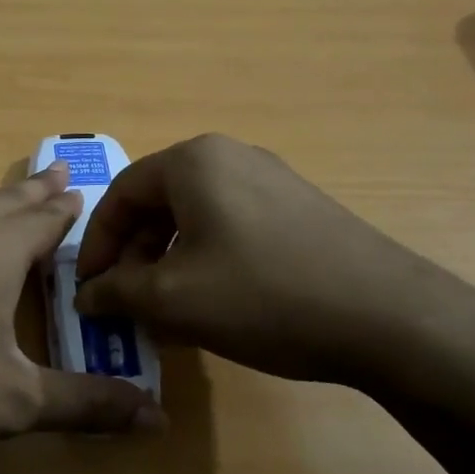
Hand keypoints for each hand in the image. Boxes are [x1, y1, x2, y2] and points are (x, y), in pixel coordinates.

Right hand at [74, 134, 455, 387]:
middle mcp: (230, 156)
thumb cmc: (263, 295)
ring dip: (168, 260)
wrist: (387, 317)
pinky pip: (232, 226)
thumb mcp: (172, 298)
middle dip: (134, 254)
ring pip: (196, 217)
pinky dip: (207, 259)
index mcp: (193, 161)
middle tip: (127, 301)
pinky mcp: (299, 208)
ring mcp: (271, 180)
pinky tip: (215, 302)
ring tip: (167, 308)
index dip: (97, 244)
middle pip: (158, 202)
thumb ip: (117, 291)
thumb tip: (86, 295)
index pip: (121, 194)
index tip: (89, 288)